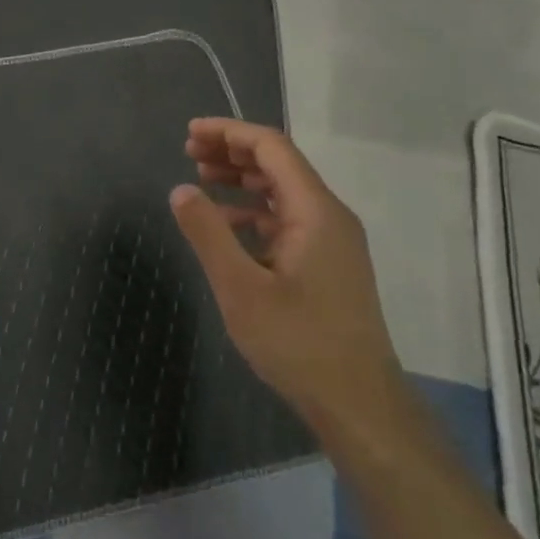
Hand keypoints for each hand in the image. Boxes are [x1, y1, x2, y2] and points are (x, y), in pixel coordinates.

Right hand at [169, 118, 407, 442]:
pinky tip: (225, 224)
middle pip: (279, 164)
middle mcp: (328, 217)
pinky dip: (252, 211)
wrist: (359, 406)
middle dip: (233, 151)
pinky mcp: (327, 265)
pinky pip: (286, 220)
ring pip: (282, 192)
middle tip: (189, 151)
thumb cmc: (299, 342)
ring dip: (242, 179)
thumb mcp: (240, 287)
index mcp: (315, 211)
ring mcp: (331, 242)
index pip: (272, 147)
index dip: (230, 132)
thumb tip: (180, 189)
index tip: (191, 133)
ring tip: (201, 177)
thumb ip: (208, 233)